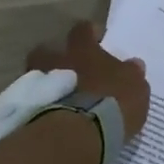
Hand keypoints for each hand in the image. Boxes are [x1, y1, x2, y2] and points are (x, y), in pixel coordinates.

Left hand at [26, 21, 150, 137]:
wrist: (76, 133)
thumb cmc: (111, 103)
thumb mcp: (135, 87)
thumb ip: (132, 73)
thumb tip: (134, 64)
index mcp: (83, 49)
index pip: (84, 30)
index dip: (90, 33)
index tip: (98, 39)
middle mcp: (57, 59)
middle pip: (49, 49)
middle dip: (58, 57)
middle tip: (71, 70)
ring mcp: (39, 83)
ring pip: (36, 75)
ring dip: (47, 82)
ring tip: (59, 97)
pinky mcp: (28, 108)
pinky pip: (33, 101)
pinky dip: (40, 105)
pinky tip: (51, 116)